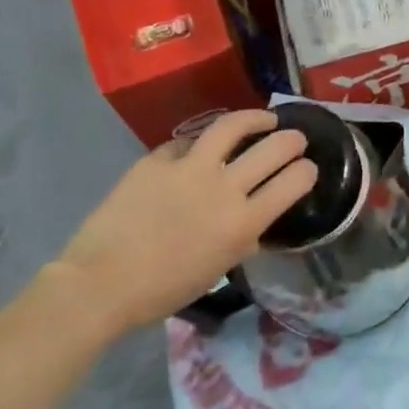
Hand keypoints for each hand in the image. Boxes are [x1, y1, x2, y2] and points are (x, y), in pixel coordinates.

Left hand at [52, 111, 317, 336]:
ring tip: (263, 119)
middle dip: (293, 140)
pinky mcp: (156, 160)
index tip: (307, 169)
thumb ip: (243, 238)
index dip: (307, 171)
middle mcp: (224, 187)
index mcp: (244, 222)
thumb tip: (253, 221)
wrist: (101, 284)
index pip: (294, 181)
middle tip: (295, 139)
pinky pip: (186, 143)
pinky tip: (200, 149)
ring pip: (233, 126)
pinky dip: (199, 144)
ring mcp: (188, 168)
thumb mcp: (220, 267)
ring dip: (255, 119)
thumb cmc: (165, 289)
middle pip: (274, 148)